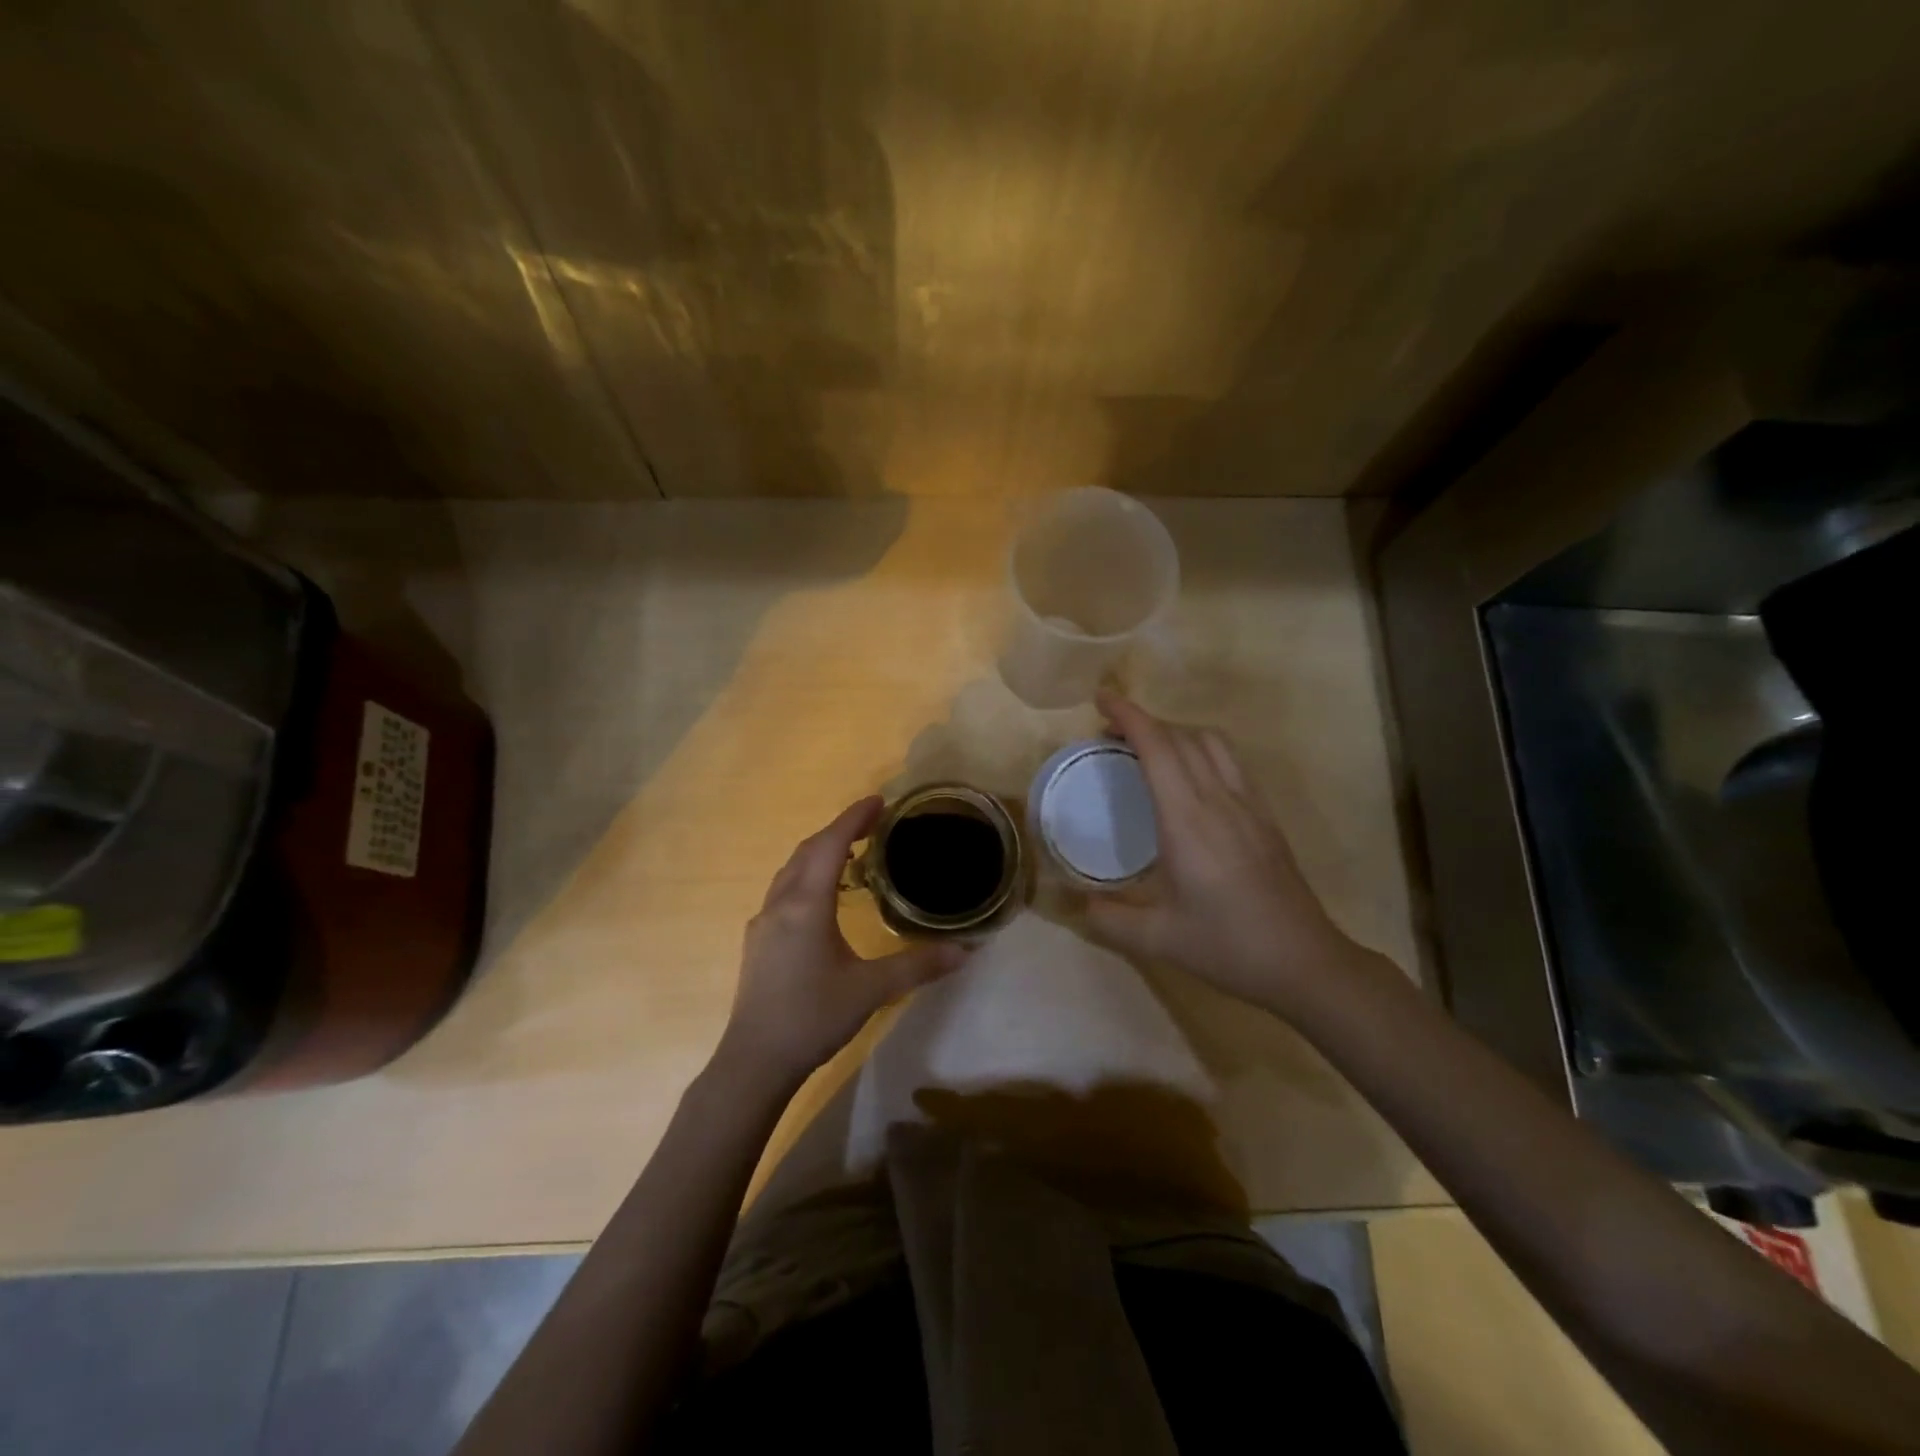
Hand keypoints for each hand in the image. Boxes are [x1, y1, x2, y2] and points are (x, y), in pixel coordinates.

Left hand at [720, 796, 967, 1084]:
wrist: (755, 1060)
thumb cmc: (812, 1017)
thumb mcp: (871, 990)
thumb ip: (918, 965)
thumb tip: (965, 950)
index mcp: (806, 904)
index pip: (830, 845)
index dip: (853, 818)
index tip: (878, 800)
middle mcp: (780, 903)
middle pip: (807, 850)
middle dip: (838, 830)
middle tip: (872, 823)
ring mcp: (764, 921)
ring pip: (791, 870)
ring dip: (819, 852)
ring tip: (851, 853)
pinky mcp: (758, 940)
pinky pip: (784, 890)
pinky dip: (807, 875)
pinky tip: (822, 897)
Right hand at [1082, 691, 1367, 1018]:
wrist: (1304, 962)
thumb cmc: (1227, 946)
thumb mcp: (1156, 939)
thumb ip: (1106, 919)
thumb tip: (1074, 902)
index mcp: (1187, 821)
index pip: (1157, 747)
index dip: (1129, 715)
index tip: (1102, 699)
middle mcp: (1219, 800)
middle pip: (1182, 736)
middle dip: (1145, 721)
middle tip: (1111, 732)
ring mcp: (1248, 805)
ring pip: (1212, 743)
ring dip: (1176, 732)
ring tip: (1148, 748)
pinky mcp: (1265, 817)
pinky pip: (1231, 762)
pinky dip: (1201, 750)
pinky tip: (1190, 778)